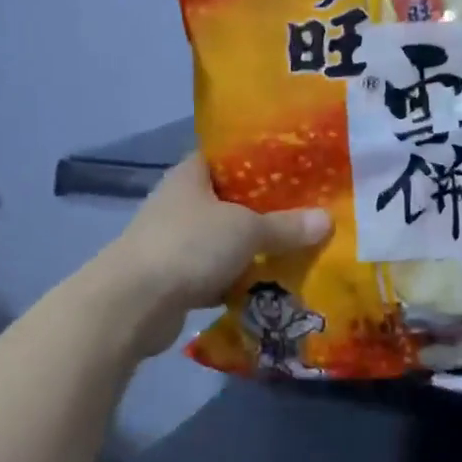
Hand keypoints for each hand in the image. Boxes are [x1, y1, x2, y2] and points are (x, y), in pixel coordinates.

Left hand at [104, 153, 330, 357]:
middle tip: (308, 211)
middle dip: (266, 209)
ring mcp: (175, 242)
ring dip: (254, 248)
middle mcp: (180, 203)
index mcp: (191, 175)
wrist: (133, 304)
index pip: (228, 156)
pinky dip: (239, 280)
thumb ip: (286, 226)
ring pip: (226, 239)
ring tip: (298, 248)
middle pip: (231, 200)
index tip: (296, 166)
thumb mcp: (246, 230)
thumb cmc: (189, 246)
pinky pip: (218, 273)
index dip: (260, 159)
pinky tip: (270, 285)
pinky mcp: (176, 278)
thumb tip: (327, 220)